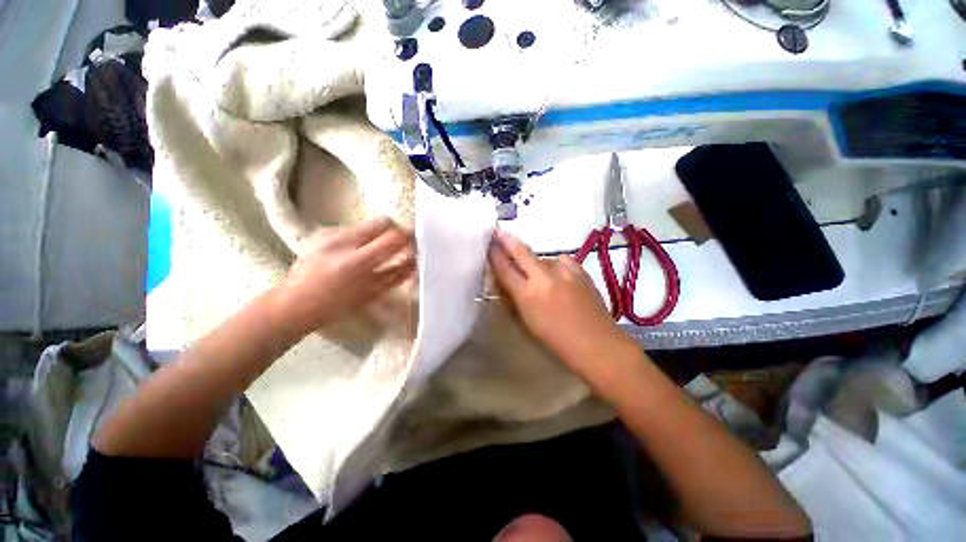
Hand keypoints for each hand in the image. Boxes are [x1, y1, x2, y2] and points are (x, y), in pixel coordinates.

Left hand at [273, 217, 414, 334]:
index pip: (395, 237)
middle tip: (401, 246)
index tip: (416, 246)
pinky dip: (365, 237)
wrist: (292, 303)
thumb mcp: (371, 292)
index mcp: (356, 262)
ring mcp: (331, 233)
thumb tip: (414, 261)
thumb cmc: (334, 305)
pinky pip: (356, 228)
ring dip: (381, 235)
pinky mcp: (324, 231)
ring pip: (370, 224)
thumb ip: (396, 274)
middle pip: (384, 222)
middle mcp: (343, 240)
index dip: (410, 239)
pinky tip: (359, 252)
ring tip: (379, 252)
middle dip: (398, 232)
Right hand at [488, 230, 633, 372]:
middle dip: (508, 240)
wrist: (595, 343)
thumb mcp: (527, 321)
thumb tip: (509, 282)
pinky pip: (562, 261)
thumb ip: (516, 298)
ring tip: (541, 274)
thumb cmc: (556, 340)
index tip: (490, 244)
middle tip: (500, 232)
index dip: (495, 255)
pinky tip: (559, 275)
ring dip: (537, 262)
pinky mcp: (580, 271)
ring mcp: (564, 272)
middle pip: (521, 252)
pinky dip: (557, 265)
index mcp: (527, 295)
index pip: (504, 269)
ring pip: (543, 258)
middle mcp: (543, 278)